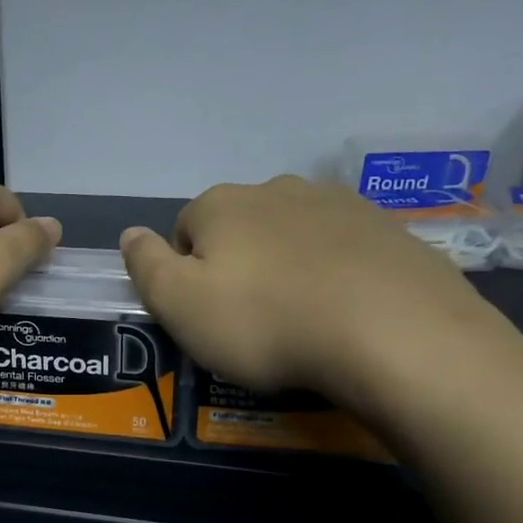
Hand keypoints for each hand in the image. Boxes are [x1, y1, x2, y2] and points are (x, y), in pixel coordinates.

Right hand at [119, 176, 505, 417]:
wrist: (393, 333)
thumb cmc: (265, 322)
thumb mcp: (179, 305)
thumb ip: (145, 266)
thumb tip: (130, 233)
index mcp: (221, 204)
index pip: (184, 230)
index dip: (187, 274)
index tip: (207, 315)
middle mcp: (277, 189)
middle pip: (240, 227)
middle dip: (239, 265)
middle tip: (253, 321)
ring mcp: (338, 203)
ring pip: (292, 235)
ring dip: (288, 266)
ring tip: (303, 319)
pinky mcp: (387, 228)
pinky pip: (342, 249)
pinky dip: (335, 273)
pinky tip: (345, 311)